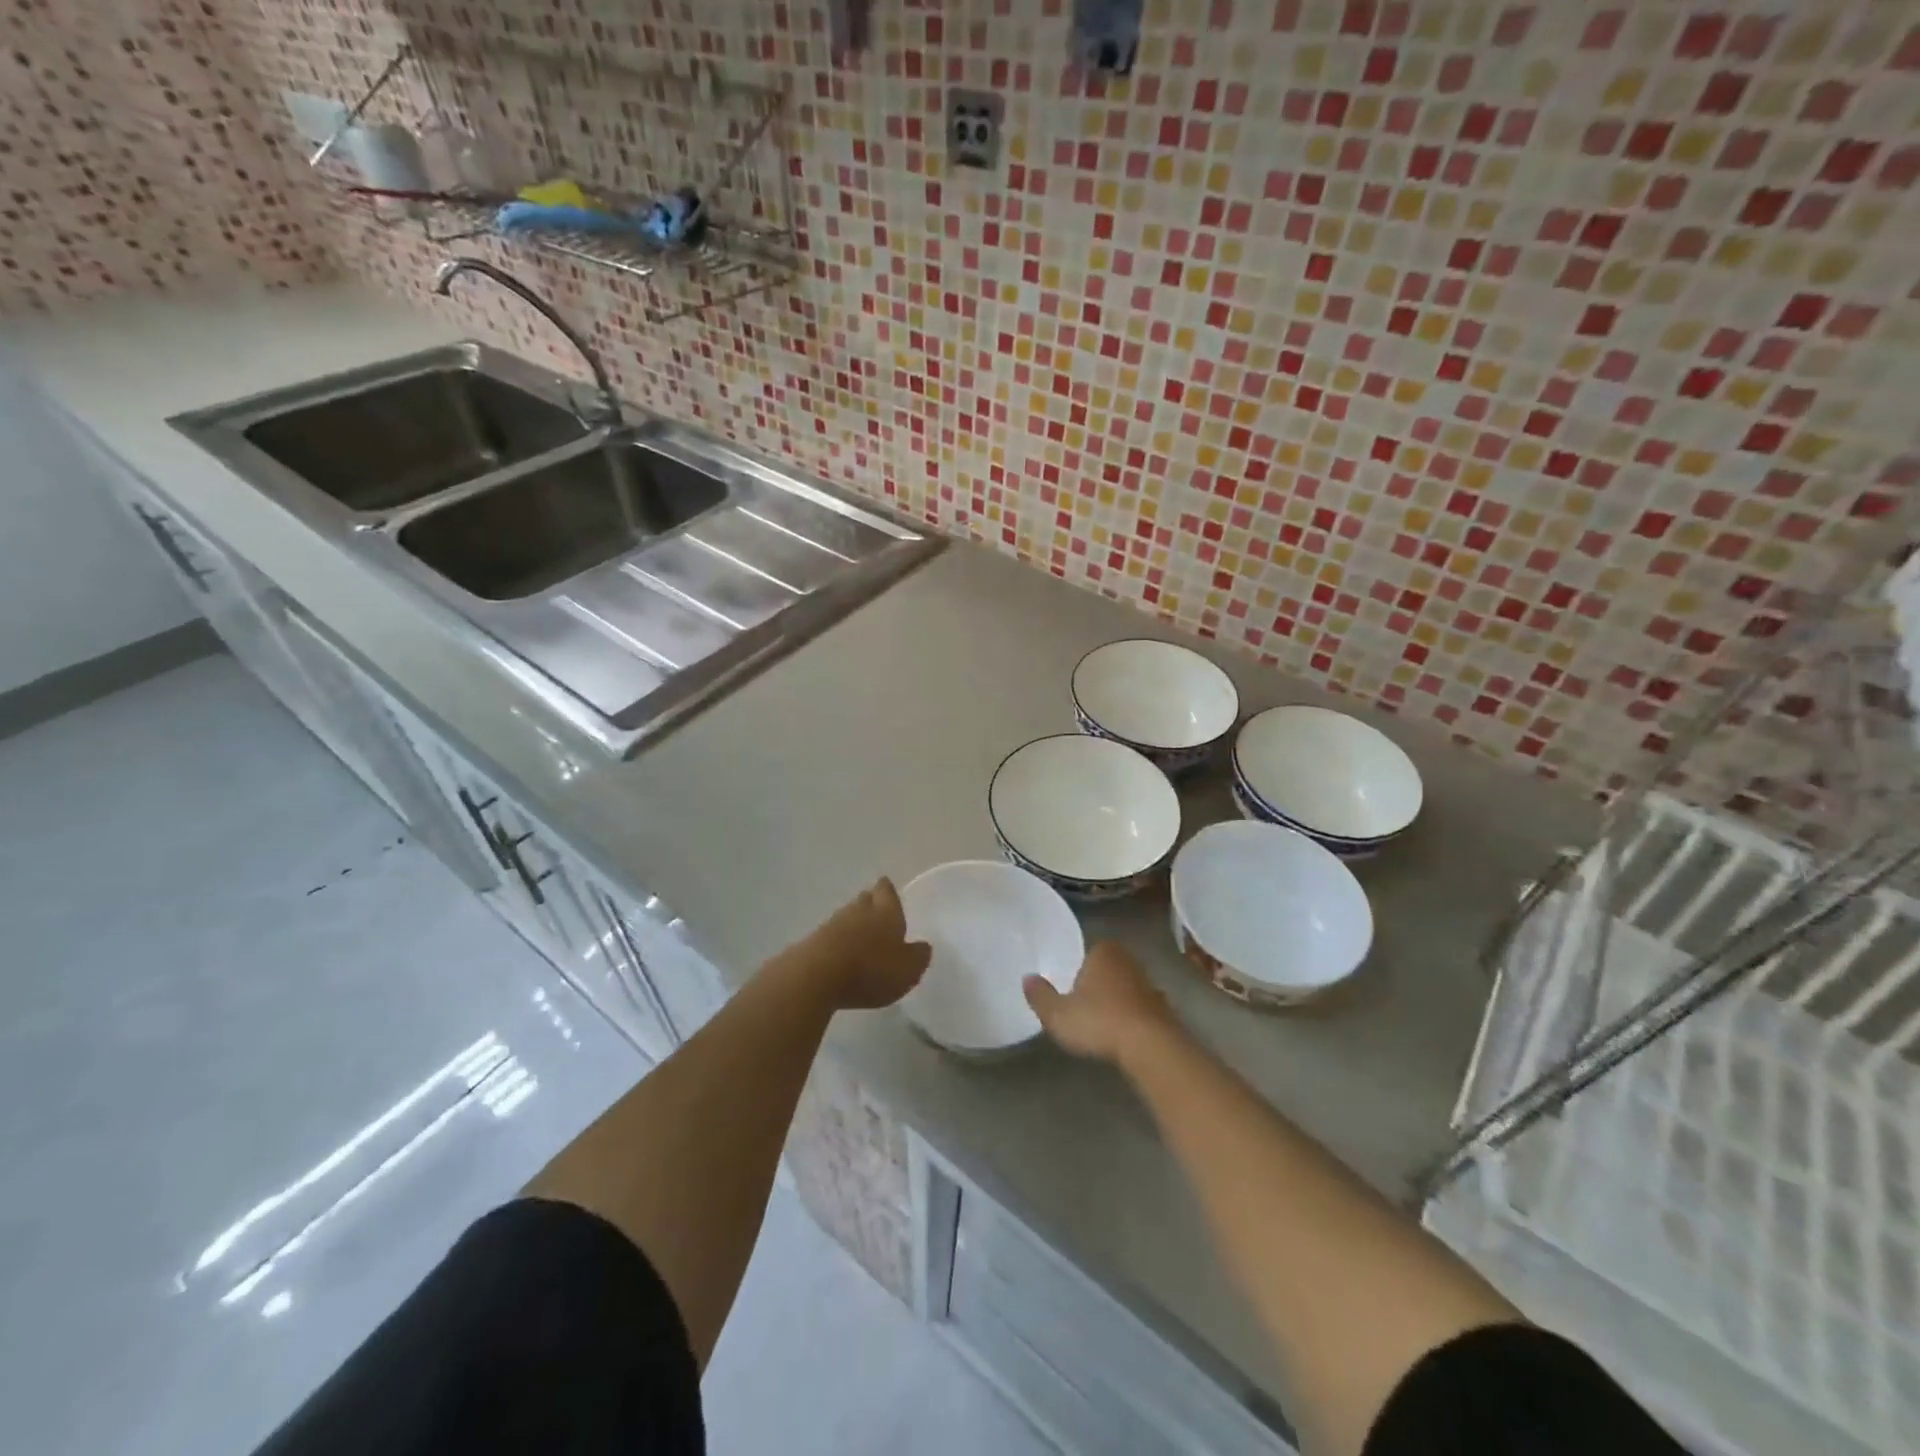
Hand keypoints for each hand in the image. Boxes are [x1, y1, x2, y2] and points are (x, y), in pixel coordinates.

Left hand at [789, 878, 931, 1010]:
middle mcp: (859, 910)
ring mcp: (832, 924)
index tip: (888, 888)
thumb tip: (923, 945)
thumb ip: (918, 956)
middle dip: (872, 903)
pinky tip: (841, 954)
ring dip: (854, 924)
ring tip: (861, 936)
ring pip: (847, 916)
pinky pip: (831, 936)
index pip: (887, 891)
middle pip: (865, 899)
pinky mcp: (812, 941)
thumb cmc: (871, 969)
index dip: (888, 890)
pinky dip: (838, 942)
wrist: (815, 975)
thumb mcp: (908, 969)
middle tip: (878, 911)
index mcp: (886, 912)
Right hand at [1025, 941, 1177, 1063]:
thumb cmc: (1099, 1021)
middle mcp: (1129, 961)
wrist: (1150, 1046)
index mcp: (1103, 952)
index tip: (1071, 987)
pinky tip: (1123, 1036)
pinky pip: (1141, 1009)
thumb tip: (1027, 978)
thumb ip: (1040, 996)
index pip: (1089, 951)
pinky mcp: (1165, 1009)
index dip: (1079, 968)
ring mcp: (1150, 984)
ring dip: (1117, 1001)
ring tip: (1103, 1023)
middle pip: (1109, 968)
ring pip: (1127, 987)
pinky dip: (1133, 1018)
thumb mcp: (1058, 1014)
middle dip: (1098, 982)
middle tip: (1083, 1004)